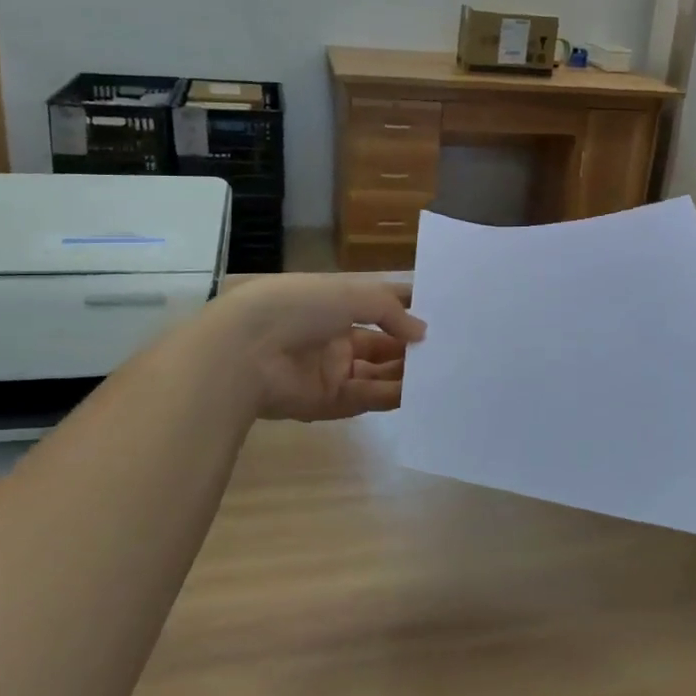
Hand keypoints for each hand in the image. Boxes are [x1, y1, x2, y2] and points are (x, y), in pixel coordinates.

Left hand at [206, 275, 425, 421]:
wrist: (245, 350)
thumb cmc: (298, 307)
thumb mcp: (350, 294)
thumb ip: (390, 311)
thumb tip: (421, 331)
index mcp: (335, 303)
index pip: (378, 304)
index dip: (408, 307)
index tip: (443, 313)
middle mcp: (334, 335)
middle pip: (382, 342)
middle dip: (411, 345)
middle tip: (450, 348)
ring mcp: (331, 370)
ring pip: (378, 372)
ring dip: (406, 371)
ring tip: (443, 370)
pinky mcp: (328, 401)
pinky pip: (368, 397)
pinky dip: (393, 395)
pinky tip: (420, 391)